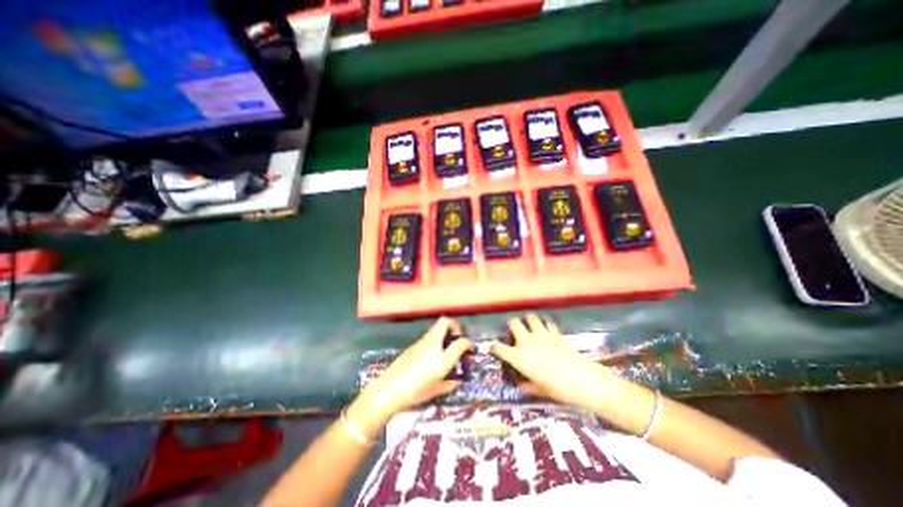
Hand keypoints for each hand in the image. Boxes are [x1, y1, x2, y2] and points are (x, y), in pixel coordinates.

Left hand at [347, 317, 473, 432]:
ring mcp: (422, 342)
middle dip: (454, 325)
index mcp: (442, 357)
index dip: (469, 343)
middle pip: (445, 322)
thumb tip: (459, 380)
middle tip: (457, 336)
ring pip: (436, 328)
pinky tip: (432, 354)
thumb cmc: (417, 392)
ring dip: (444, 332)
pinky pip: (428, 337)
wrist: (390, 389)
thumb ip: (451, 383)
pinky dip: (435, 339)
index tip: (471, 347)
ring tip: (445, 346)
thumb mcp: (438, 390)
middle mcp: (433, 344)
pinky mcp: (413, 345)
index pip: (461, 342)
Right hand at [493, 312, 614, 408]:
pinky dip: (546, 323)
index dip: (493, 347)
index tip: (493, 347)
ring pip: (530, 318)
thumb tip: (520, 385)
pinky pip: (548, 323)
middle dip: (512, 324)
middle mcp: (526, 342)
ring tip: (530, 324)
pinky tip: (547, 326)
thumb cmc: (556, 389)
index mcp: (518, 357)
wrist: (580, 380)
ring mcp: (541, 335)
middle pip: (514, 323)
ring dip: (528, 320)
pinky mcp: (555, 333)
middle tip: (514, 328)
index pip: (498, 348)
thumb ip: (527, 385)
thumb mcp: (539, 389)